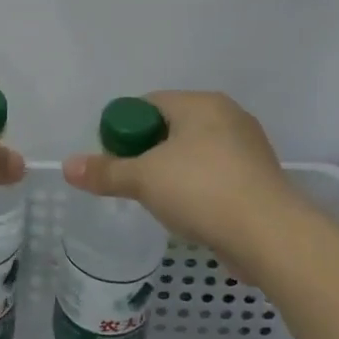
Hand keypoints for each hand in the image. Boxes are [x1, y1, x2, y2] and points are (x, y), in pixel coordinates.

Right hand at [62, 92, 295, 256]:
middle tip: (131, 182)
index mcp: (201, 104)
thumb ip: (105, 171)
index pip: (148, 104)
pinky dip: (198, 188)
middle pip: (171, 128)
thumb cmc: (202, 191)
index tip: (112, 158)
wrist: (270, 235)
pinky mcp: (259, 178)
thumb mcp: (144, 179)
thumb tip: (67, 166)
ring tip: (158, 201)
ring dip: (173, 173)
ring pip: (194, 153)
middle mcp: (228, 116)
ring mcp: (248, 147)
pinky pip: (216, 174)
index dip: (124, 129)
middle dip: (147, 154)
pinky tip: (189, 212)